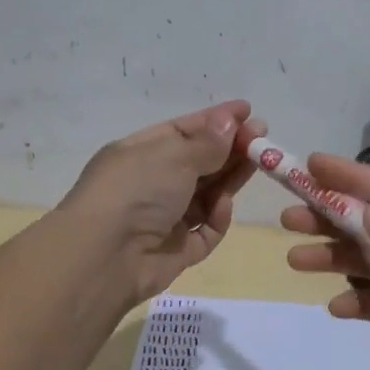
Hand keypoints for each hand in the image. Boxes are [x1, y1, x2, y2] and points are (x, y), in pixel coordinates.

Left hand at [59, 100, 266, 303]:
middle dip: (230, 150)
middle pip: (199, 162)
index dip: (216, 121)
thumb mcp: (173, 155)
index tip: (248, 112)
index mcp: (140, 153)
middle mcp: (151, 183)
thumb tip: (229, 122)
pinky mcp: (176, 251)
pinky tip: (224, 206)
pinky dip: (216, 218)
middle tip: (264, 141)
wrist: (105, 256)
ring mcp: (163, 218)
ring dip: (230, 179)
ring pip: (206, 195)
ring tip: (259, 165)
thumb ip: (208, 142)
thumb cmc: (135, 191)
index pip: (183, 131)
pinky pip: (205, 230)